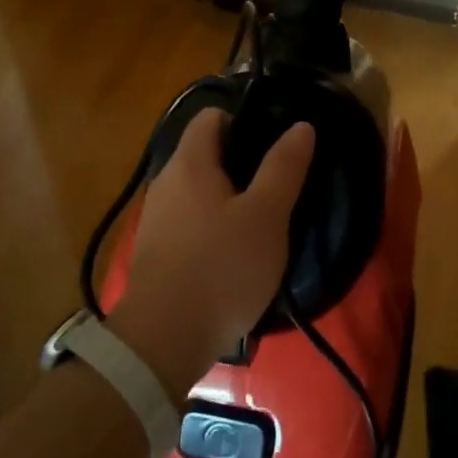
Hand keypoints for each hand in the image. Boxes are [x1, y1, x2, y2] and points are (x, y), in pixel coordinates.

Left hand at [109, 110, 315, 399]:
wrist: (162, 342)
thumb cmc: (221, 267)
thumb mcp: (267, 215)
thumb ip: (284, 167)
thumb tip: (300, 126)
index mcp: (190, 162)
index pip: (212, 115)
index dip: (245, 118)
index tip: (276, 139)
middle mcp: (166, 181)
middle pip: (207, 152)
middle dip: (243, 160)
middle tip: (280, 181)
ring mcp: (158, 218)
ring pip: (200, 189)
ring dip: (230, 196)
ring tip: (265, 217)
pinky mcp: (157, 252)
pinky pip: (191, 220)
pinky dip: (214, 224)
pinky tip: (237, 250)